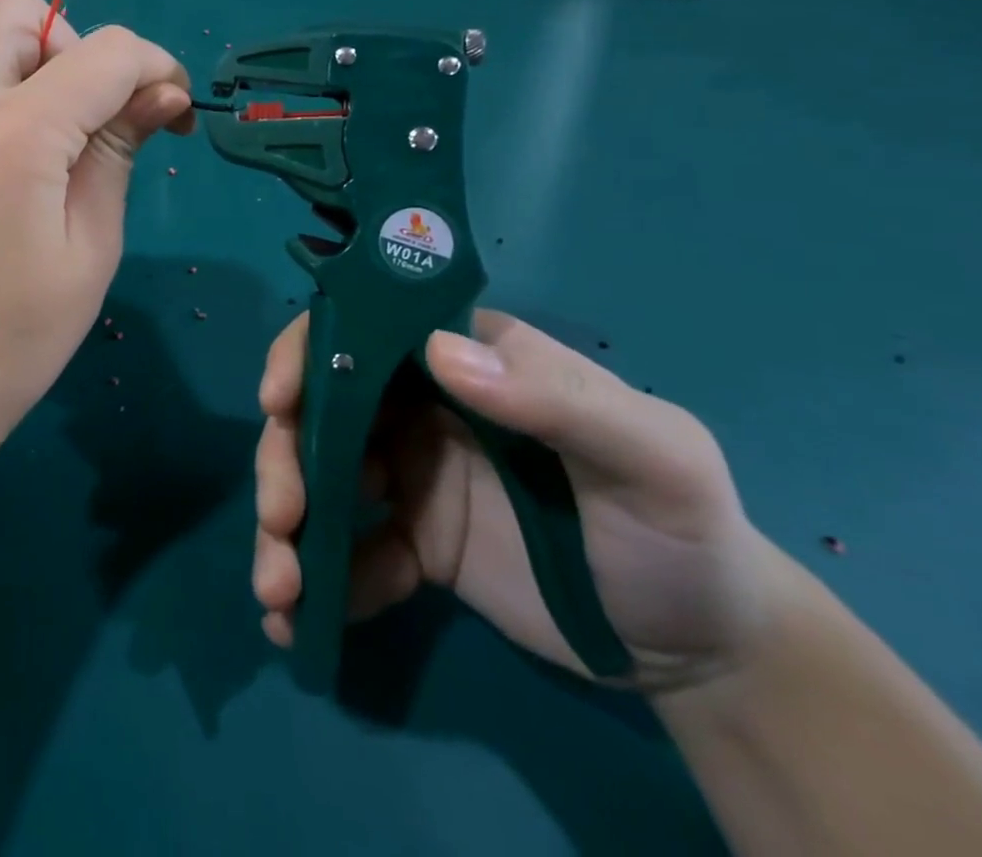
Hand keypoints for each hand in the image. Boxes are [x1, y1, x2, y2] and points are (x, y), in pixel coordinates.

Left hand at [0, 0, 191, 453]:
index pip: (107, 50)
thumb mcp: (92, 244)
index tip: (180, 117)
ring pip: (0, 42)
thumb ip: (120, 151)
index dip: (158, 69)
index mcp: (17, 130)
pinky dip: (25, 93)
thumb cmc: (19, 332)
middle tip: (109, 116)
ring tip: (80, 141)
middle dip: (87, 47)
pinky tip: (43, 161)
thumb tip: (163, 93)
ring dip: (52, 64)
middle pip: (29, 14)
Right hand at [252, 310, 788, 691]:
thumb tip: (438, 353)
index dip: (307, 352)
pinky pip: (348, 550)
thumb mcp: (651, 457)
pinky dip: (317, 581)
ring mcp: (410, 473)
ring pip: (319, 476)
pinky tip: (300, 625)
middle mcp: (421, 405)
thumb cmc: (681, 530)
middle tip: (281, 517)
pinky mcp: (410, 541)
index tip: (278, 400)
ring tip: (280, 591)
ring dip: (286, 525)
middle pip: (322, 407)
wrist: (703, 652)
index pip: (367, 330)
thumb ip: (557, 399)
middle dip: (285, 457)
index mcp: (465, 361)